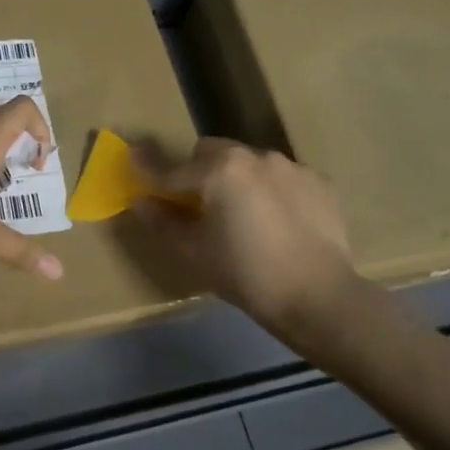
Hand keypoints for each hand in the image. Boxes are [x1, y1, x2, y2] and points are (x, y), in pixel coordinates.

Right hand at [130, 139, 361, 336]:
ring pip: (249, 162)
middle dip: (198, 170)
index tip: (131, 157)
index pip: (172, 168)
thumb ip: (163, 221)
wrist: (318, 296)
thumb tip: (140, 201)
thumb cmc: (246, 274)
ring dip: (236, 178)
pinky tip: (277, 221)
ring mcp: (291, 166)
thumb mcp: (195, 252)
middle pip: (212, 152)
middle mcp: (255, 156)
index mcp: (219, 170)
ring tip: (243, 215)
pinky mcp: (319, 182)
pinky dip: (270, 190)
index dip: (148, 168)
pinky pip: (282, 177)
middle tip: (197, 203)